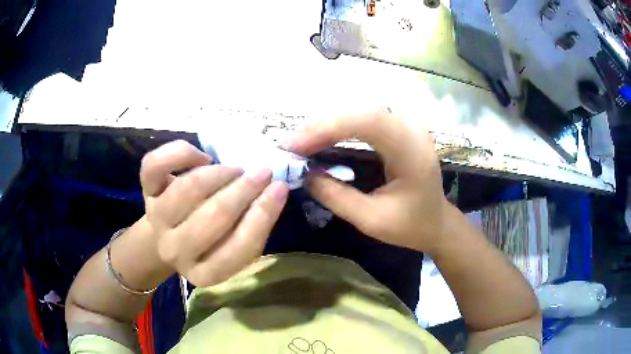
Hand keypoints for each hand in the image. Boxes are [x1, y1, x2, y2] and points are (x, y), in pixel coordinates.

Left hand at [140, 140, 288, 286]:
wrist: (166, 232)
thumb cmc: (208, 238)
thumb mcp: (233, 245)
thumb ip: (252, 226)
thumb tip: (273, 190)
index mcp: (204, 273)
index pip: (238, 249)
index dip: (262, 215)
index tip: (279, 188)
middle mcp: (176, 250)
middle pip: (213, 217)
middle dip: (244, 190)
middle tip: (263, 172)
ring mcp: (157, 219)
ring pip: (188, 189)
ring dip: (219, 173)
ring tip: (235, 169)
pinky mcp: (146, 190)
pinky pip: (155, 165)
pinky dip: (182, 153)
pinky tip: (202, 156)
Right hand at [285, 111, 447, 252]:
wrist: (437, 222)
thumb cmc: (410, 225)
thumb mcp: (371, 220)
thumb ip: (336, 196)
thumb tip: (305, 174)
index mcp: (411, 151)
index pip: (366, 122)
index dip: (326, 128)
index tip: (295, 146)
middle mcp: (411, 128)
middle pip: (360, 110)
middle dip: (321, 124)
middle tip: (292, 144)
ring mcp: (408, 124)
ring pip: (360, 109)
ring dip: (328, 122)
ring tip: (302, 141)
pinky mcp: (401, 127)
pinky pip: (366, 117)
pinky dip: (340, 124)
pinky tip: (324, 136)